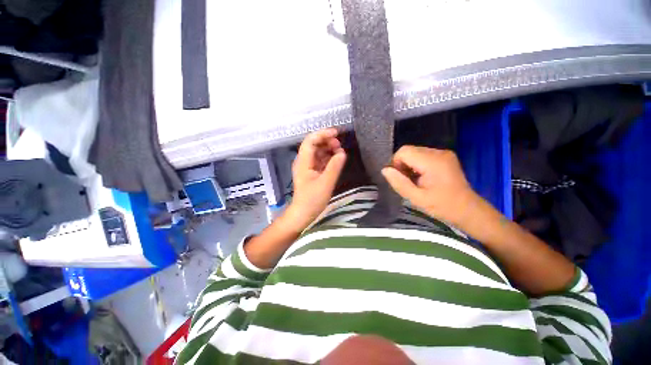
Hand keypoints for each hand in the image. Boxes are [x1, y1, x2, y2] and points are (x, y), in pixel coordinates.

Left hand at [285, 129, 346, 230]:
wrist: (303, 213)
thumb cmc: (312, 200)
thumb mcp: (326, 183)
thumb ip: (334, 167)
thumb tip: (342, 153)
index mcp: (303, 162)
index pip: (310, 141)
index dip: (322, 134)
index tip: (336, 133)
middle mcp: (303, 161)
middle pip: (314, 144)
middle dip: (327, 141)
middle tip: (340, 146)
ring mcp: (307, 166)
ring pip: (318, 151)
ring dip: (328, 149)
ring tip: (340, 152)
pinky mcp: (312, 172)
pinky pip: (320, 160)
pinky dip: (328, 157)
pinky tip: (336, 160)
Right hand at [381, 146, 477, 224]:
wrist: (468, 210)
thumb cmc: (442, 206)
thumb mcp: (416, 198)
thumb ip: (399, 183)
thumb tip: (385, 170)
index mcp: (432, 162)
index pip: (404, 151)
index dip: (396, 163)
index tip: (400, 179)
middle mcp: (438, 152)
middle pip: (409, 150)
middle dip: (403, 164)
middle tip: (408, 182)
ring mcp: (443, 153)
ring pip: (415, 152)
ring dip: (410, 165)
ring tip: (416, 181)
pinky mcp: (445, 156)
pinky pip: (423, 155)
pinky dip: (417, 164)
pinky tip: (423, 177)